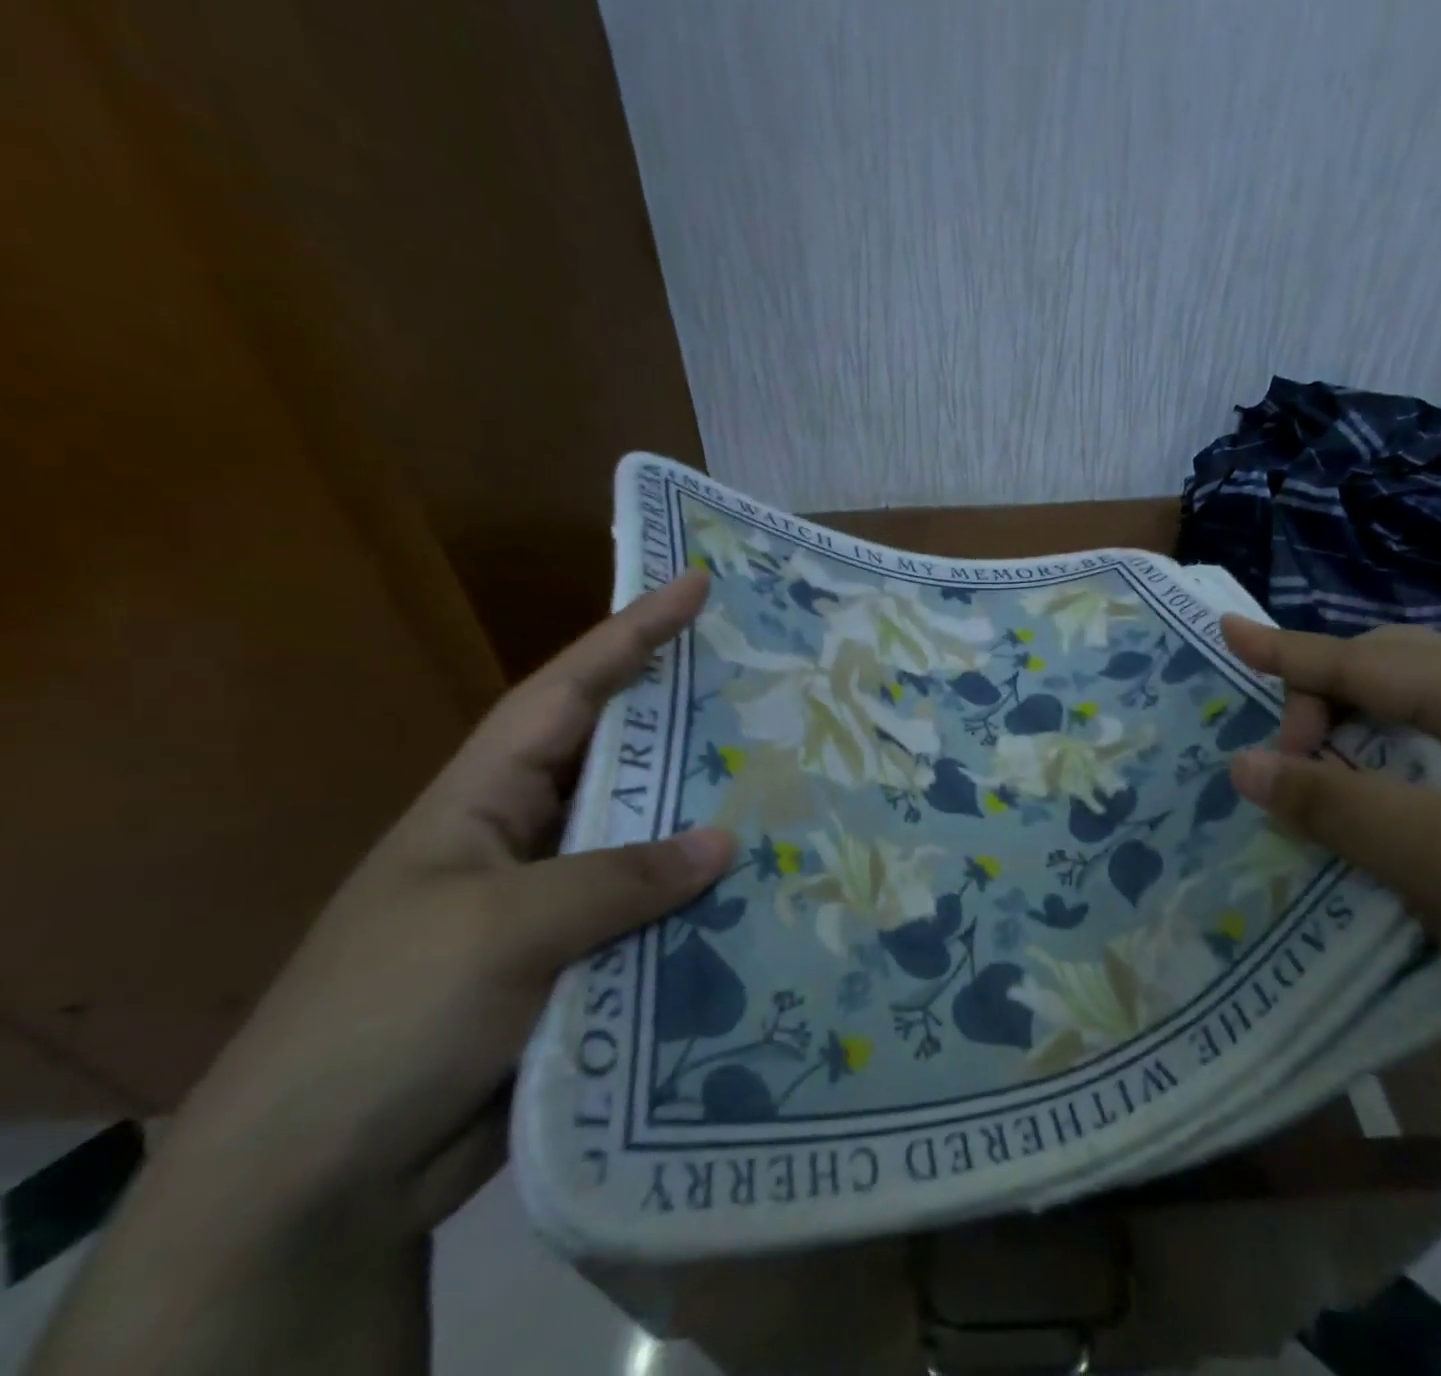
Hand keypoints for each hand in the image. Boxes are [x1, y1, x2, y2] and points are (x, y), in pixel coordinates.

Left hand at [161, 571, 734, 1245]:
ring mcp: (558, 901)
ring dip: (707, 822)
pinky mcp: (584, 963)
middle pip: (624, 759)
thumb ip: (618, 878)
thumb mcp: (499, 929)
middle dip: (690, 721)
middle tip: (770, 690)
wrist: (321, 1185)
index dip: (633, 632)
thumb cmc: (386, 1017)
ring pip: (648, 841)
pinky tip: (761, 893)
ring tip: (789, 788)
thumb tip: (725, 839)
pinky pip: (654, 914)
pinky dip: (701, 904)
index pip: (570, 690)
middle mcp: (530, 835)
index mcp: (487, 796)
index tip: (696, 586)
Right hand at [1218, 617, 1440, 1087]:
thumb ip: (1333, 803)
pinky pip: (1436, 776)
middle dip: (1323, 700)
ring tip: (1308, 782)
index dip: (1288, 650)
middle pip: (1394, 677)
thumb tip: (1240, 763)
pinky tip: (1365, 818)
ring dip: (1351, 745)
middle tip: (1280, 757)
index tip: (1225, 632)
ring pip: (1414, 727)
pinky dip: (1383, 784)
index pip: (1368, 662)